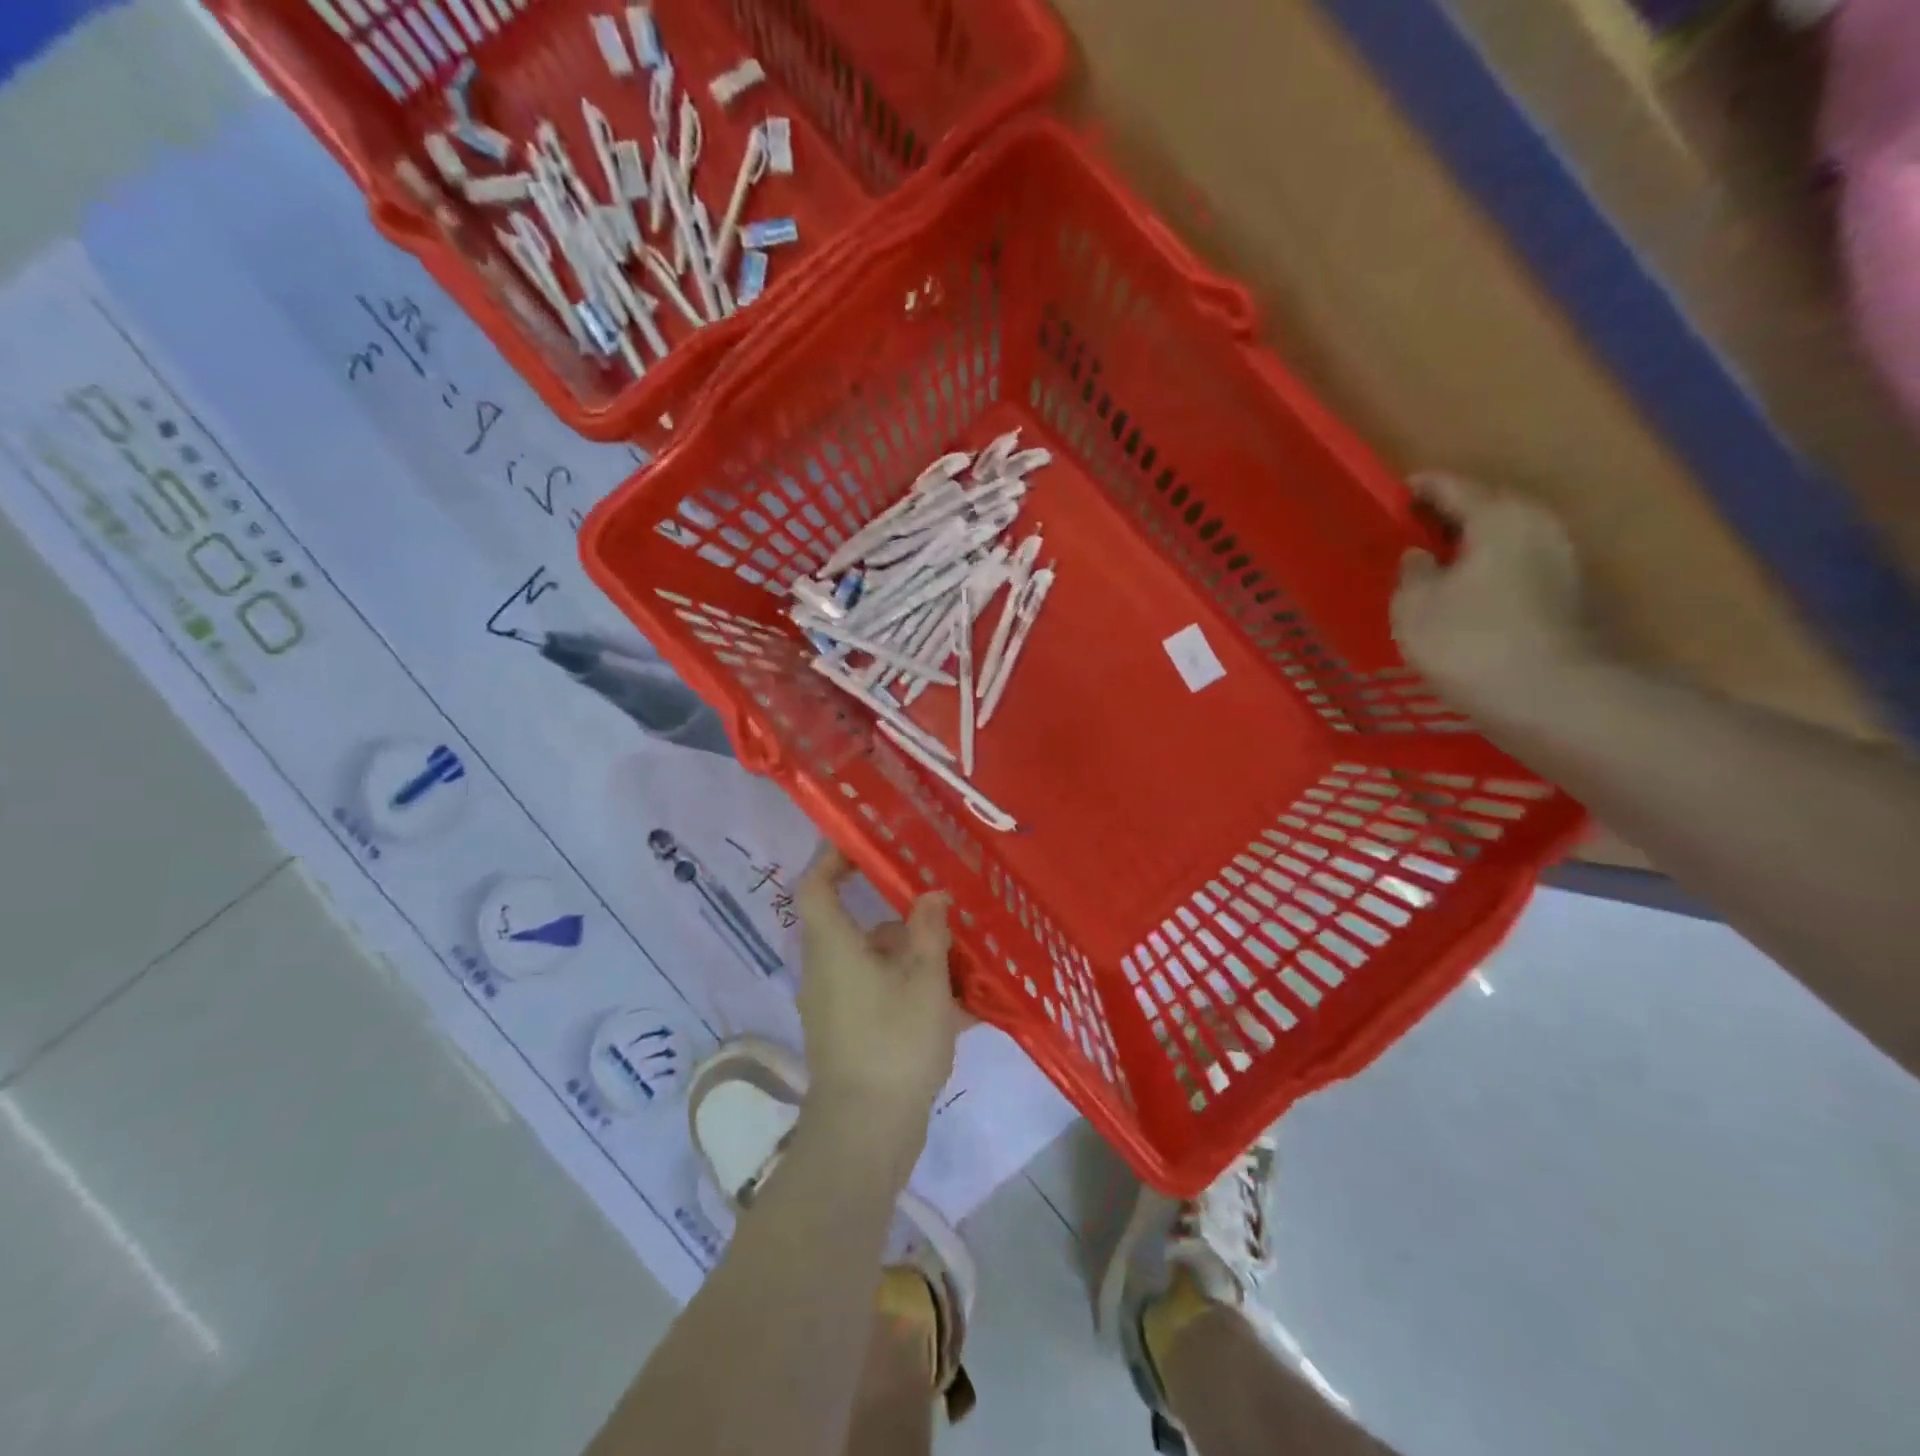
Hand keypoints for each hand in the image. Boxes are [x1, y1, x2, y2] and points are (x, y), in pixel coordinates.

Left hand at [793, 845, 961, 1157]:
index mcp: (834, 946)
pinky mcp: (849, 1035)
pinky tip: (958, 1007)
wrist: (866, 1133)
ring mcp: (835, 1006)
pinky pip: (879, 997)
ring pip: (874, 964)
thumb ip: (929, 932)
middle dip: (898, 918)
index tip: (866, 845)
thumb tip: (931, 896)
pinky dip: (911, 992)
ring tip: (962, 962)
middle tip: (939, 909)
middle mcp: (826, 970)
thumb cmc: (894, 1042)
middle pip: (855, 927)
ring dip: (913, 958)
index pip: (816, 886)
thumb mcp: (925, 980)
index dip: (833, 858)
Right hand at [1392, 472, 1597, 716]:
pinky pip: (1517, 572)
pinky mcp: (1572, 598)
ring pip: (1505, 542)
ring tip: (1435, 570)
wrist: (1552, 698)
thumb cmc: (1470, 642)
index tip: (1395, 494)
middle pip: (1487, 510)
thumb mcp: (1414, 606)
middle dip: (1449, 519)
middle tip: (1412, 534)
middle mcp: (1540, 526)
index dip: (1419, 490)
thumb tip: (1421, 556)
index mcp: (1499, 515)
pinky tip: (1466, 600)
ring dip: (1472, 551)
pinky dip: (1489, 577)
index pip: (1452, 487)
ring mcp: (1564, 562)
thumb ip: (1411, 573)